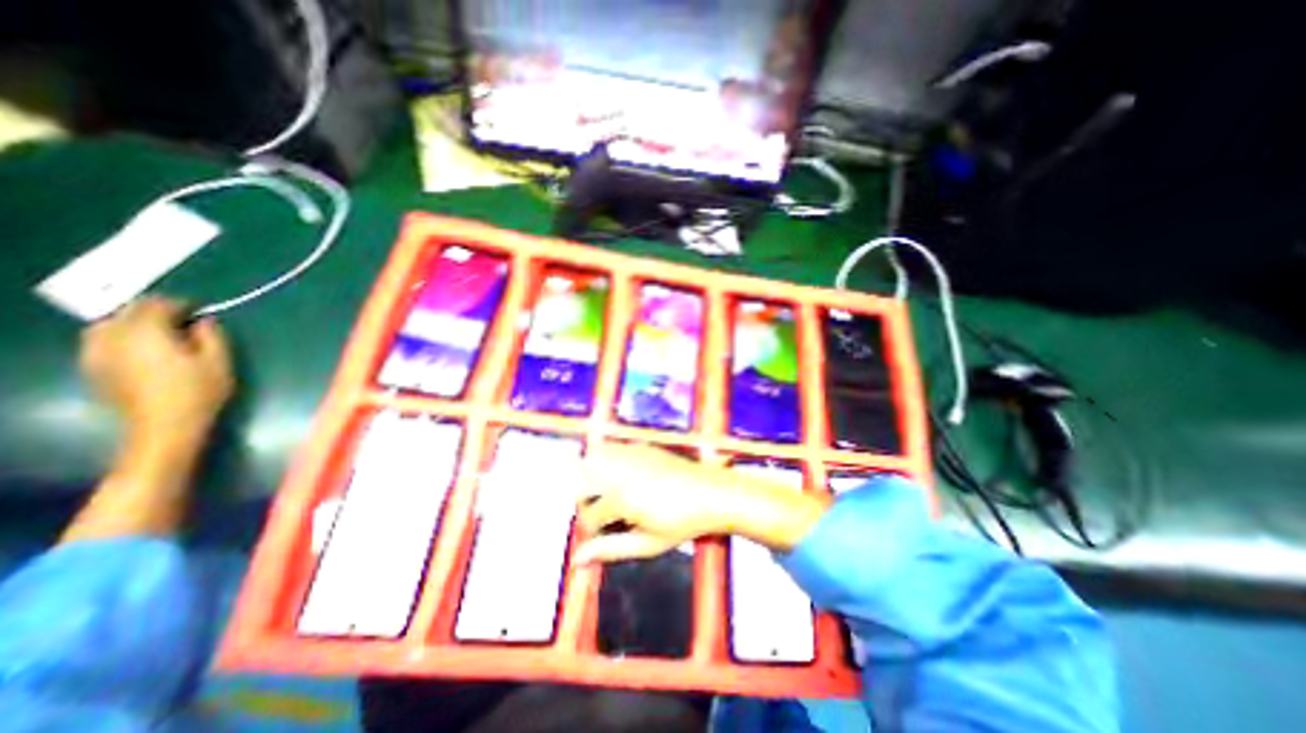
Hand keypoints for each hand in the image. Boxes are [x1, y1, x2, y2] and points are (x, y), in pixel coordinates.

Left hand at [81, 295, 230, 442]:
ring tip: (160, 334)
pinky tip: (140, 349)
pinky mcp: (93, 367)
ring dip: (134, 323)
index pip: (157, 304)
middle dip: (155, 311)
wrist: (164, 425)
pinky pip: (101, 340)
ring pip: (109, 324)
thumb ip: (211, 336)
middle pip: (129, 311)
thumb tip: (204, 321)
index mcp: (147, 332)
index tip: (200, 310)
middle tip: (183, 320)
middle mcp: (114, 337)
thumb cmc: (199, 390)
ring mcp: (96, 352)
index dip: (180, 303)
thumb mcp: (219, 361)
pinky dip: (120, 337)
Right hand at [572, 440, 824, 566]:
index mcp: (621, 498)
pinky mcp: (641, 446)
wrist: (712, 494)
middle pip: (582, 484)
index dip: (594, 532)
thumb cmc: (683, 524)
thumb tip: (576, 561)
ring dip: (592, 478)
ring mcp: (631, 455)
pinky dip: (608, 462)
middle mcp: (621, 471)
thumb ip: (610, 550)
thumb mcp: (647, 544)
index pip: (589, 516)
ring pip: (592, 461)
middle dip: (586, 502)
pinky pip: (612, 449)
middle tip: (605, 516)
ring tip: (609, 496)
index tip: (608, 536)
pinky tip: (624, 478)